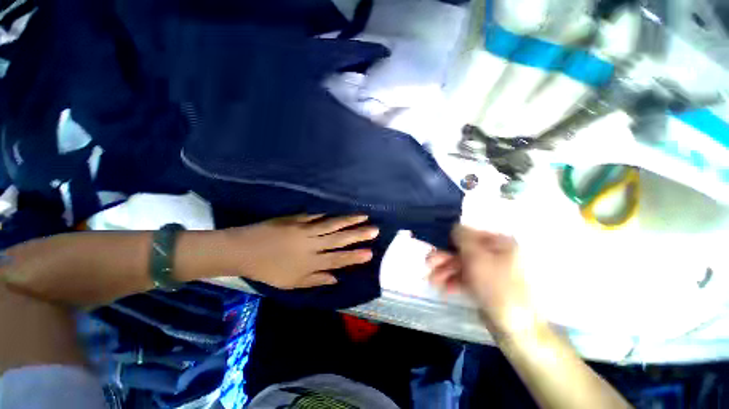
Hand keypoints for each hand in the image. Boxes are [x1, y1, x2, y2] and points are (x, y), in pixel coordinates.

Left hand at [220, 214, 377, 288]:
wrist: (244, 250)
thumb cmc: (268, 269)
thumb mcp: (291, 283)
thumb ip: (315, 280)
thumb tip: (336, 278)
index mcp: (310, 263)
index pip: (338, 259)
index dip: (355, 256)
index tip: (370, 252)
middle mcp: (311, 246)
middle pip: (339, 240)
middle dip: (358, 235)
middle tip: (374, 230)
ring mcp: (304, 230)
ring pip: (331, 225)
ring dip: (349, 221)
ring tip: (364, 216)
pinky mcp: (297, 219)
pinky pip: (316, 216)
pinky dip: (329, 214)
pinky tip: (340, 212)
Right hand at [427, 225, 538, 334]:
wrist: (516, 328)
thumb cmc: (497, 287)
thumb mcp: (478, 258)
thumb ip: (463, 238)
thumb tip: (454, 226)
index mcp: (500, 243)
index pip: (470, 234)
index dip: (451, 239)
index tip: (435, 245)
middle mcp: (495, 254)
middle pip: (464, 251)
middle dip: (444, 258)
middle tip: (427, 263)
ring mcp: (490, 271)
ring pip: (463, 266)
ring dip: (445, 271)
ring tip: (432, 280)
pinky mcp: (485, 286)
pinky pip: (466, 278)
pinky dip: (454, 281)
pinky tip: (443, 288)